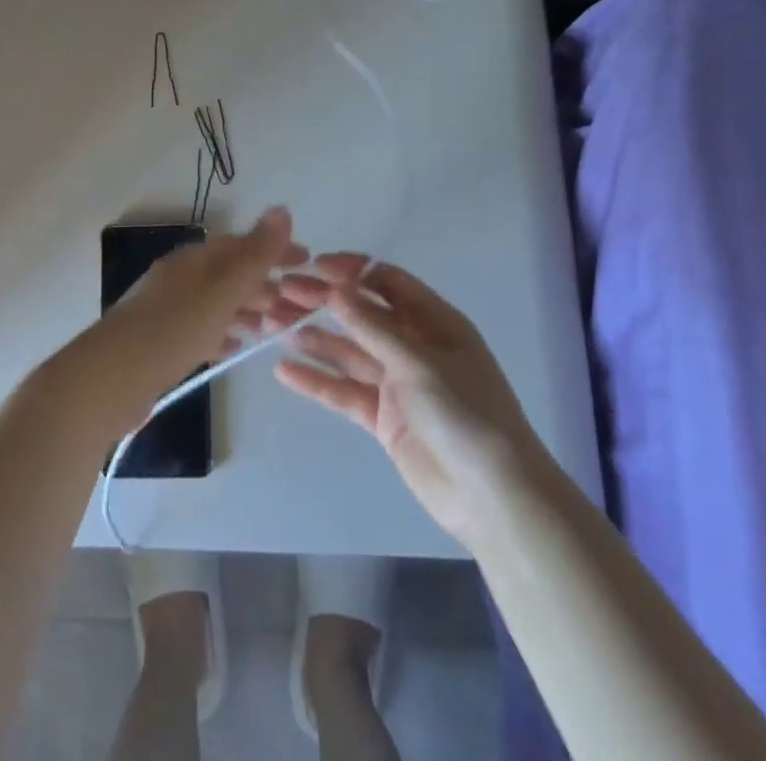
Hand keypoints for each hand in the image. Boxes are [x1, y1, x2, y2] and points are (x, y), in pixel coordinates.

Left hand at [61, 209, 306, 437]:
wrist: (107, 380)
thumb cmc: (171, 330)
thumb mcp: (221, 291)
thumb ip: (254, 254)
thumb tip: (282, 209)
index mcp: (194, 260)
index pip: (242, 245)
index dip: (275, 250)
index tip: (308, 261)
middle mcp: (180, 278)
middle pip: (230, 273)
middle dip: (265, 283)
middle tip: (300, 303)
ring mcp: (168, 309)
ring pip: (217, 302)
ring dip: (248, 309)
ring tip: (275, 326)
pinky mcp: (160, 342)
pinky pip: (202, 329)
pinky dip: (224, 332)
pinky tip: (236, 347)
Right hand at [267, 255, 544, 542]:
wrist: (493, 497)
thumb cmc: (466, 413)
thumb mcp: (419, 362)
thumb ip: (373, 327)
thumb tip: (335, 288)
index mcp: (433, 321)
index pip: (386, 281)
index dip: (351, 271)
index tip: (315, 267)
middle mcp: (413, 345)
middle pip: (361, 314)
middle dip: (323, 302)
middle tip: (281, 292)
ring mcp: (397, 383)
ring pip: (348, 352)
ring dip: (313, 338)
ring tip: (272, 325)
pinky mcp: (383, 418)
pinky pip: (345, 391)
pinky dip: (317, 381)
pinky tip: (284, 371)